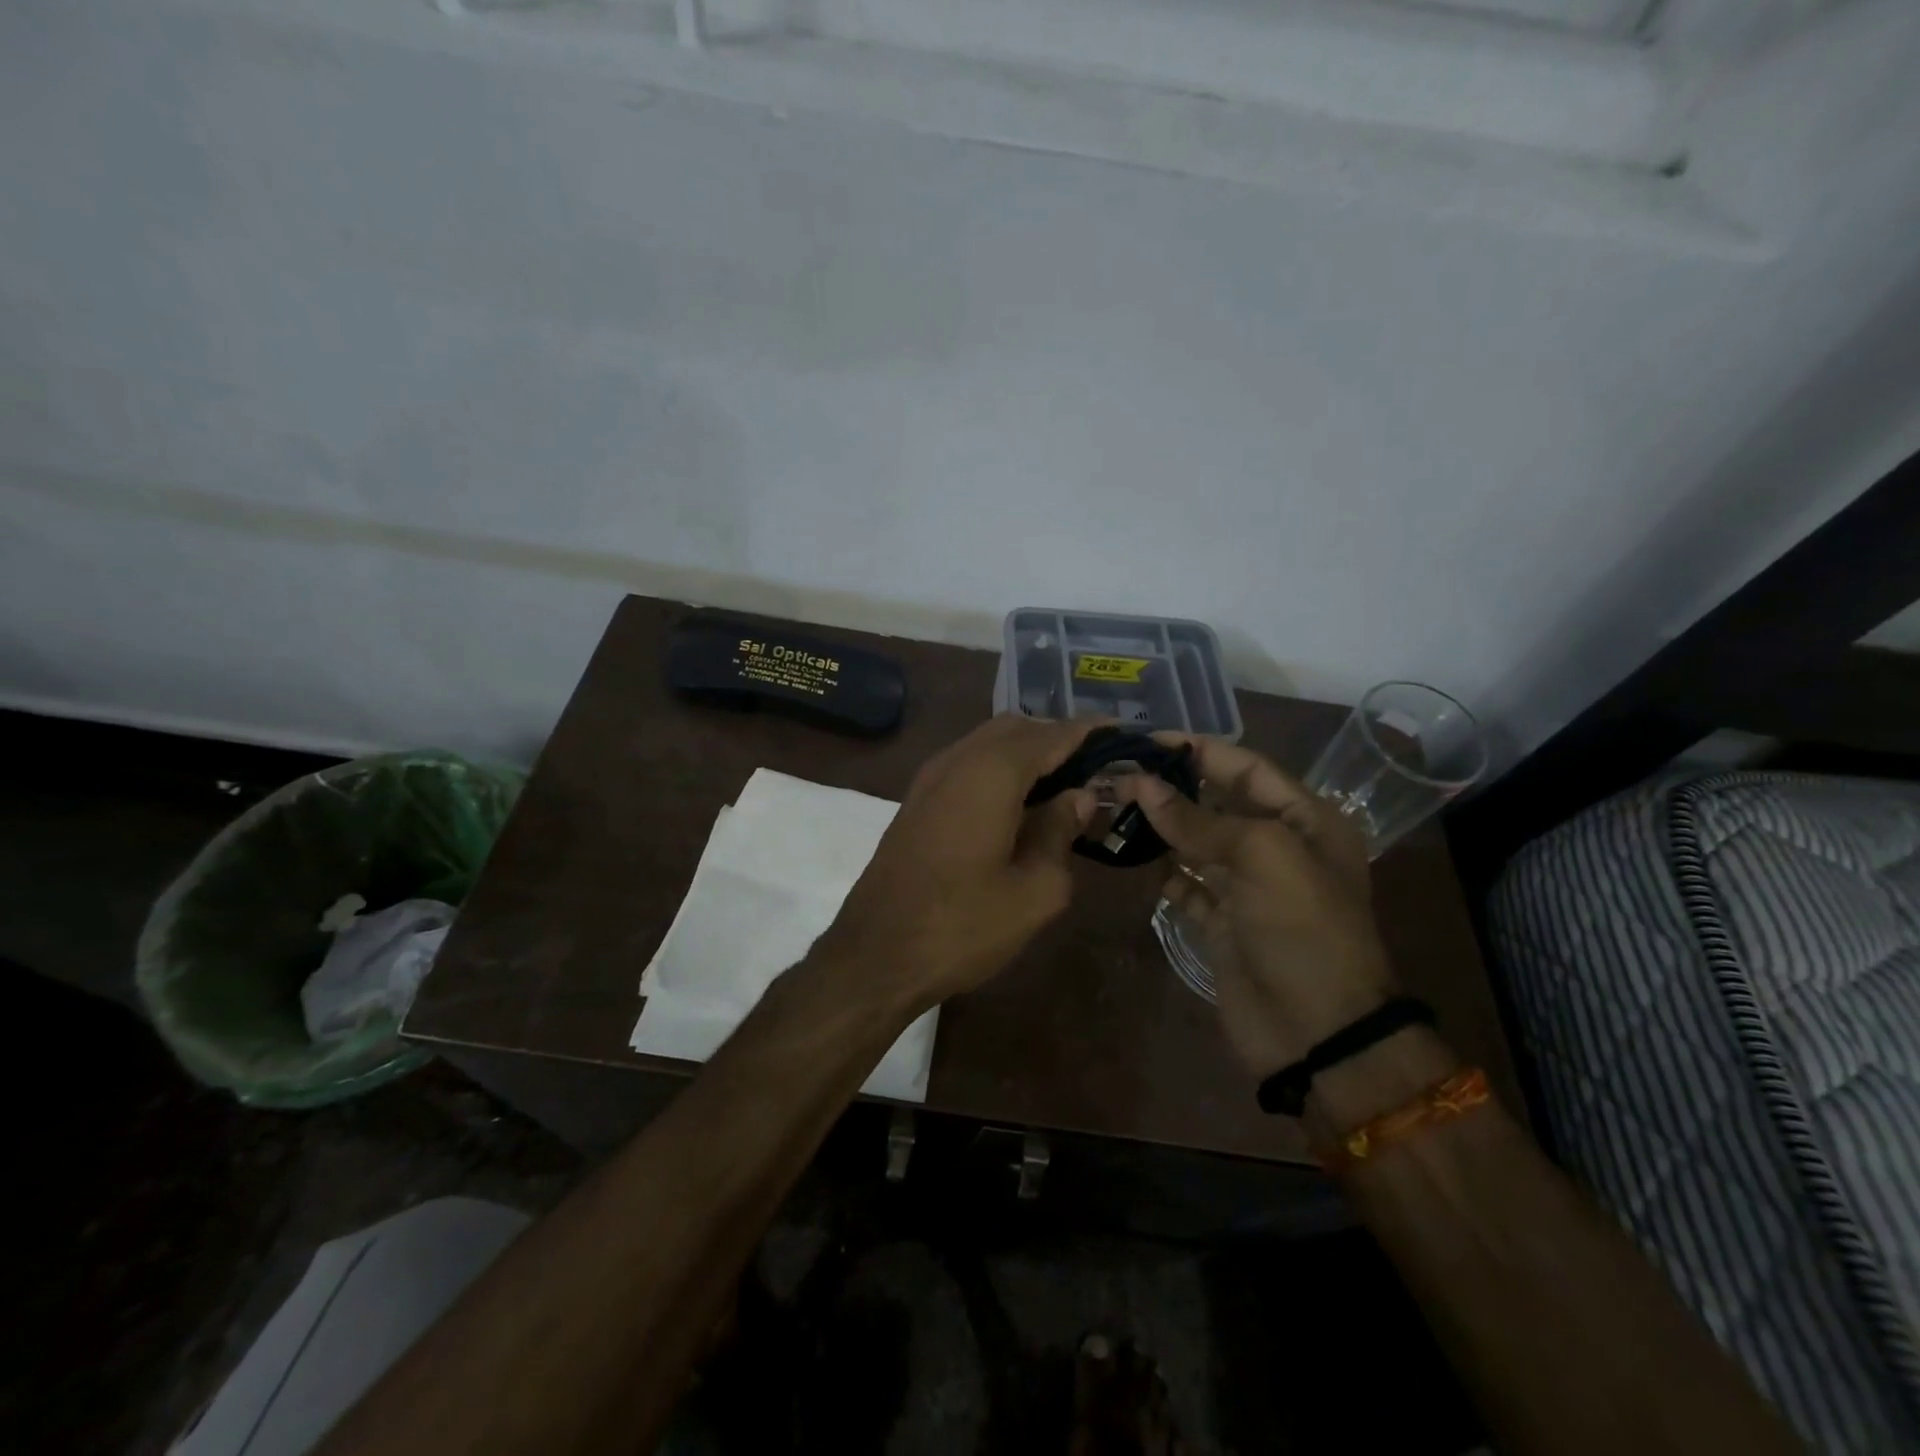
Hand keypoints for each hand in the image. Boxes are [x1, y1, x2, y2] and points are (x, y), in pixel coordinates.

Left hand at [819, 715, 1096, 1013]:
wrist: (875, 955)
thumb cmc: (962, 926)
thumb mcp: (1034, 890)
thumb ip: (1061, 832)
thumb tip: (1078, 796)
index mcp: (991, 773)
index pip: (1052, 735)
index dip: (1089, 731)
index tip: (1122, 734)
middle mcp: (957, 761)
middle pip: (1016, 728)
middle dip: (1056, 738)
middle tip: (1094, 767)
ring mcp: (929, 779)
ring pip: (987, 743)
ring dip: (1026, 752)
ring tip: (1062, 785)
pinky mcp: (916, 801)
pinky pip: (967, 764)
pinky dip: (999, 768)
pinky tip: (1019, 803)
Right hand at [1116, 740, 1397, 1077]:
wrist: (1318, 1033)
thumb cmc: (1303, 929)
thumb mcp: (1262, 857)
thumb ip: (1199, 819)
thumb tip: (1142, 786)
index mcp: (1304, 820)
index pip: (1246, 768)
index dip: (1198, 751)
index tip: (1146, 741)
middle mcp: (1276, 847)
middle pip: (1217, 803)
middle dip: (1171, 787)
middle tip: (1117, 775)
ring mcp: (1247, 888)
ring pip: (1196, 843)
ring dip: (1159, 827)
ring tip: (1112, 808)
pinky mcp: (1222, 923)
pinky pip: (1186, 885)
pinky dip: (1161, 871)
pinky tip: (1129, 856)